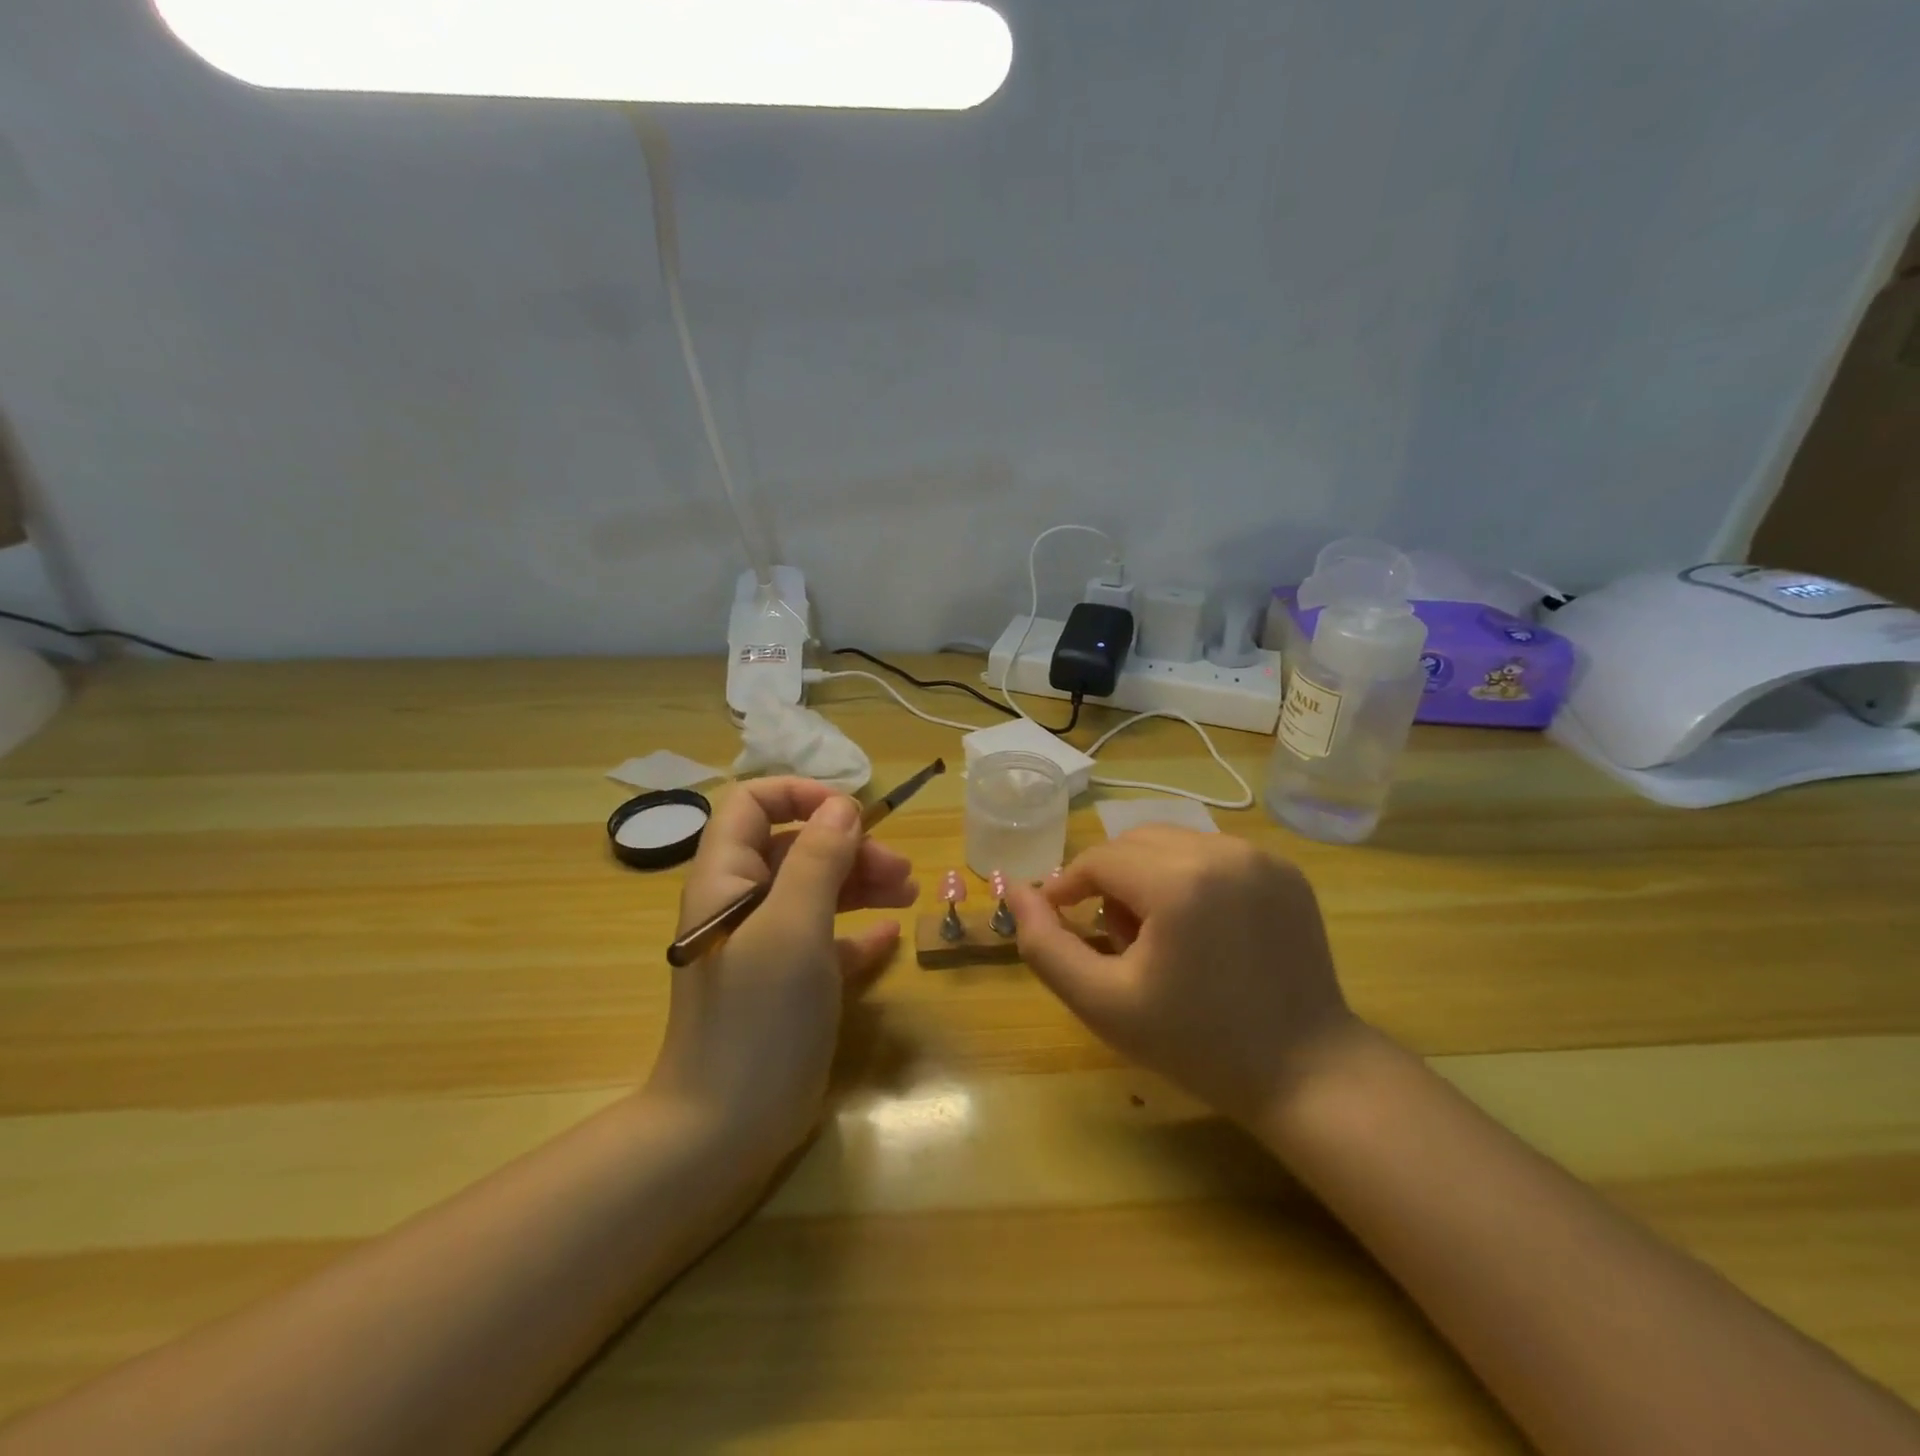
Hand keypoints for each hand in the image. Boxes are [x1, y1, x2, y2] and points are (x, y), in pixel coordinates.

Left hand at [644, 778, 917, 1160]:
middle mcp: (741, 905)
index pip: (751, 805)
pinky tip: (891, 937)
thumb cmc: (758, 1016)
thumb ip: (818, 859)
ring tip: (908, 893)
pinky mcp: (786, 986)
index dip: (800, 796)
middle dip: (848, 848)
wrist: (724, 1129)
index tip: (853, 814)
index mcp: (726, 880)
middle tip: (900, 869)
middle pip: (795, 849)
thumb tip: (844, 806)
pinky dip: (856, 932)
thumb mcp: (794, 927)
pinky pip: (825, 942)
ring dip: (860, 884)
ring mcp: (764, 947)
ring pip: (815, 892)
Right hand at [1007, 827, 1355, 1126]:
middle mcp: (1222, 851)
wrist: (1305, 1071)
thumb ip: (1045, 944)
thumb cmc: (1196, 1043)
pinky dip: (1190, 877)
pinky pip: (1213, 854)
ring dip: (1148, 875)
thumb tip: (1015, 890)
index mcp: (1179, 881)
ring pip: (1172, 843)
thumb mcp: (1102, 1002)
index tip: (1058, 920)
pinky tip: (1203, 929)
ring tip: (1160, 935)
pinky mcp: (1285, 869)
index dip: (1068, 887)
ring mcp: (1260, 857)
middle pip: (1134, 843)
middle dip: (1110, 881)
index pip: (1099, 859)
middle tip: (1116, 939)